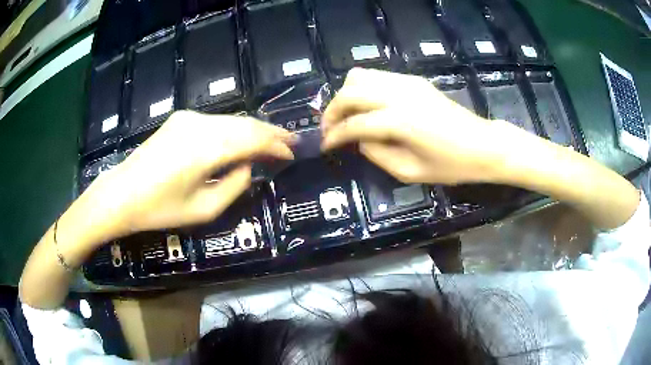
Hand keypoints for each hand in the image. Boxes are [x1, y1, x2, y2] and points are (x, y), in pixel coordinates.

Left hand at [83, 111, 294, 236]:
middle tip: (290, 141)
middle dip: (270, 132)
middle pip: (246, 123)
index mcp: (207, 149)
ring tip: (270, 140)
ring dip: (253, 129)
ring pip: (232, 120)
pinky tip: (240, 138)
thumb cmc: (160, 209)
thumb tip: (248, 167)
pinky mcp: (181, 119)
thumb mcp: (203, 209)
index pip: (254, 139)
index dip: (277, 145)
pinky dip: (234, 129)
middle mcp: (201, 125)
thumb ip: (234, 186)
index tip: (293, 152)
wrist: (121, 194)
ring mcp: (189, 118)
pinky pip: (216, 121)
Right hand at [321, 68, 512, 184]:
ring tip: (347, 116)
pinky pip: (377, 76)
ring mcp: (406, 82)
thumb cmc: (451, 165)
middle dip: (332, 111)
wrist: (482, 144)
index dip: (334, 136)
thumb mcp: (410, 172)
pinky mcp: (414, 79)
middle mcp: (398, 94)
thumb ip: (377, 154)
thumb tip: (359, 139)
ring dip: (346, 95)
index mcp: (399, 121)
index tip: (325, 146)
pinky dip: (364, 89)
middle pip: (349, 93)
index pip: (354, 124)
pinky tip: (368, 107)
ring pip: (360, 76)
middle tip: (330, 130)